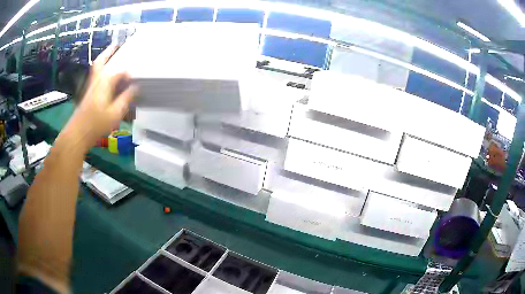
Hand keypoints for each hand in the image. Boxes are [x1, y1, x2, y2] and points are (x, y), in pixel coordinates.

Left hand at [61, 46, 137, 152]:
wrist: (78, 133)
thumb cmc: (97, 124)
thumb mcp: (115, 113)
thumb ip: (126, 98)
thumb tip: (136, 87)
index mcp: (105, 82)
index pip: (120, 71)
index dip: (129, 74)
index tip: (136, 78)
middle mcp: (97, 80)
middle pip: (102, 61)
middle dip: (110, 52)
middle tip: (117, 44)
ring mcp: (90, 86)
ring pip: (96, 67)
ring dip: (103, 58)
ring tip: (111, 53)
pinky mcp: (87, 93)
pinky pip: (94, 75)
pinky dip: (100, 69)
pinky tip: (104, 74)